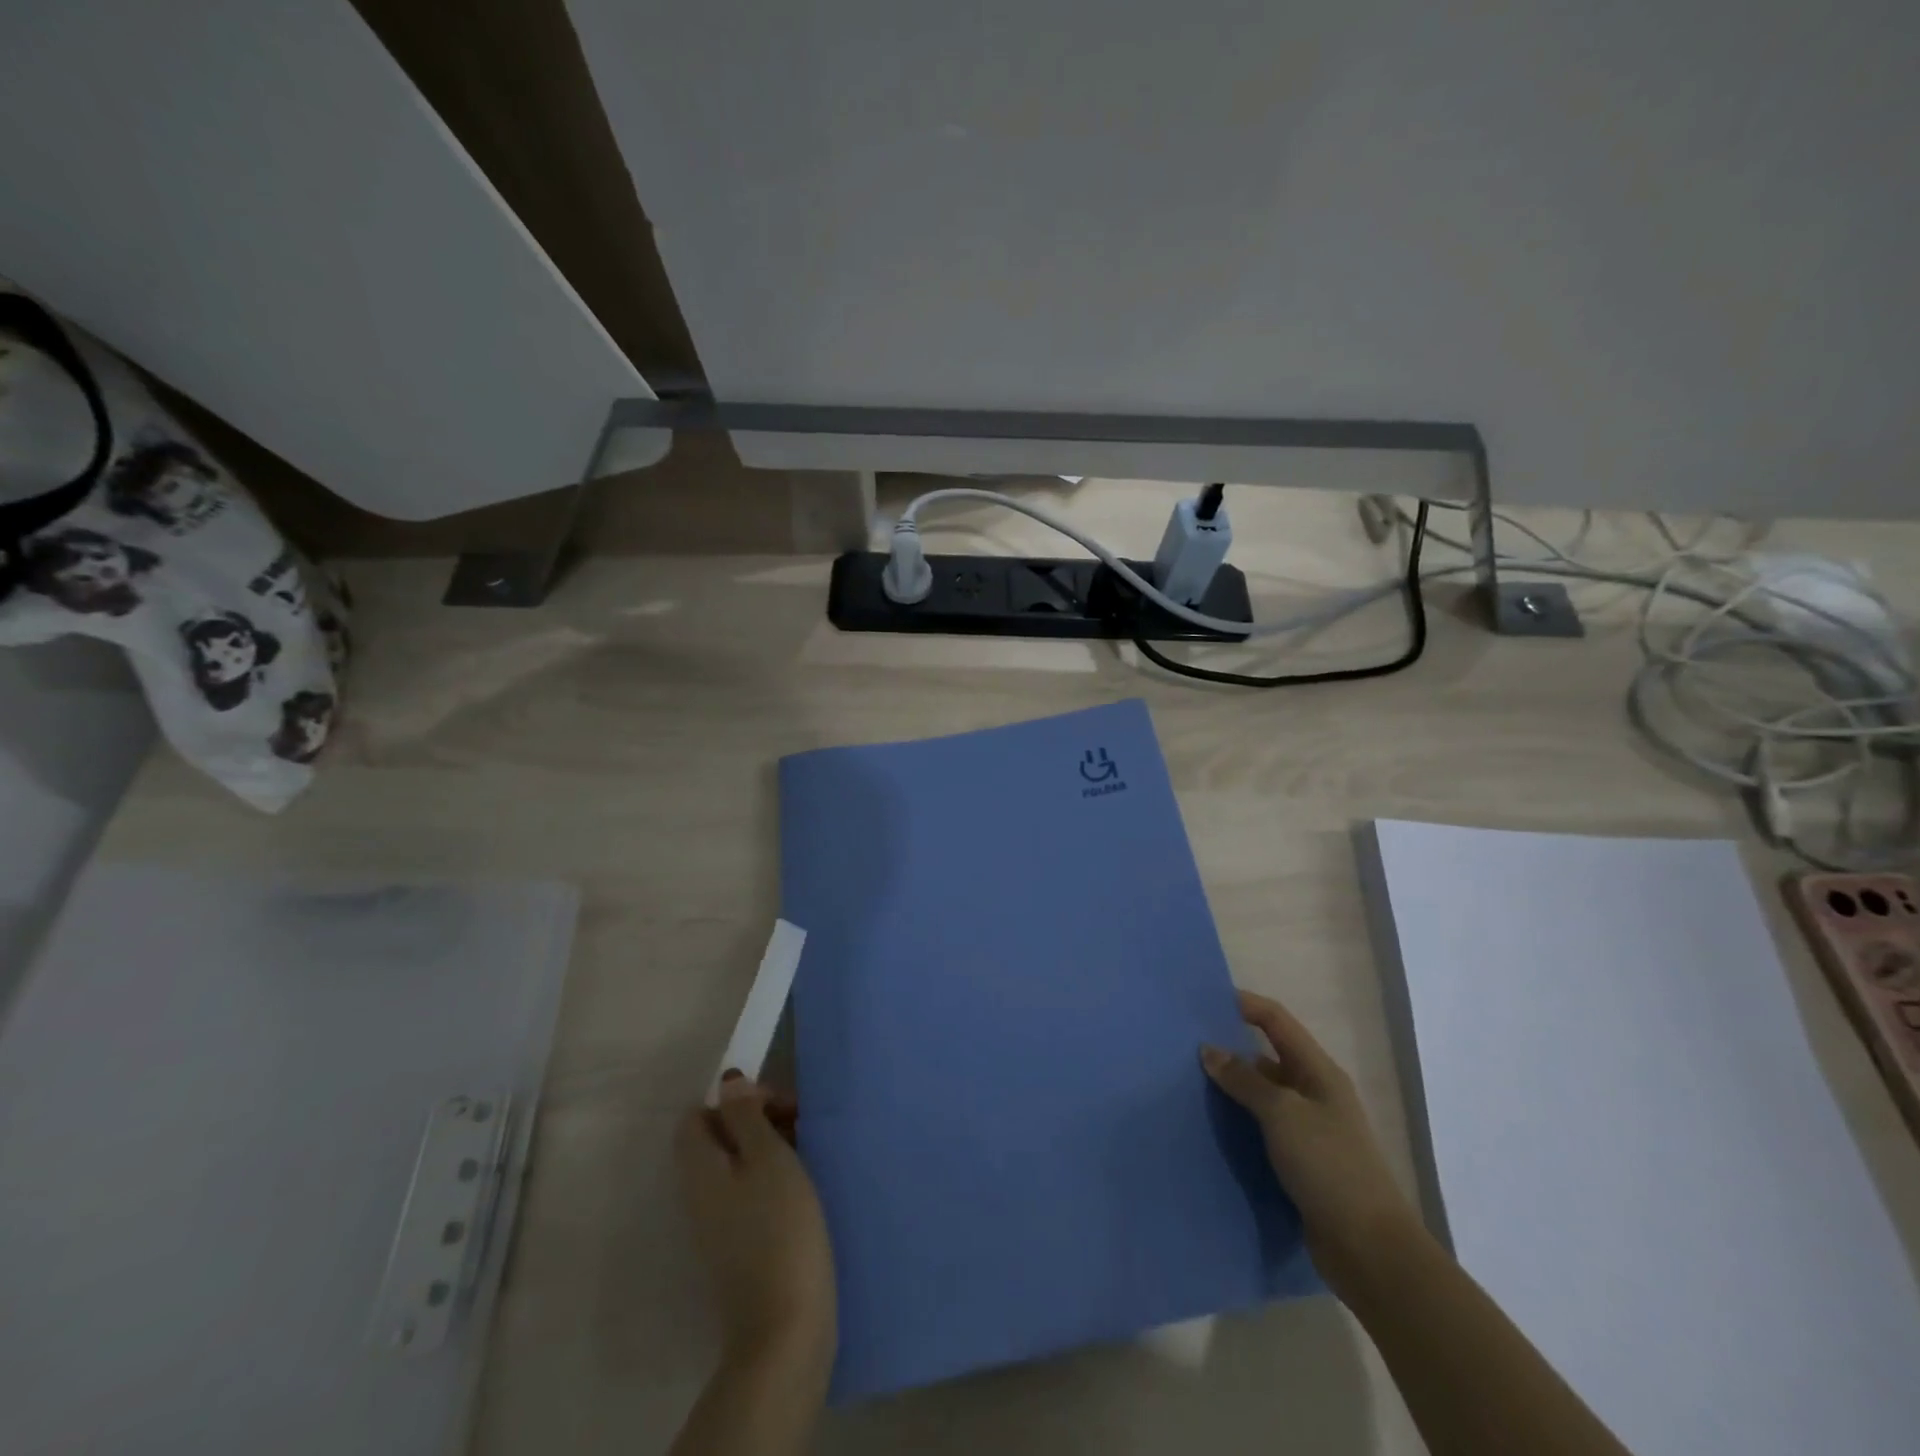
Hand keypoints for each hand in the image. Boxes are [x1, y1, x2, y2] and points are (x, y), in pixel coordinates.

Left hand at [676, 1072, 836, 1371]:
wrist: (785, 1325)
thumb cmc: (779, 1226)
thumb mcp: (768, 1157)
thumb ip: (746, 1116)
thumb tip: (727, 1083)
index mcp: (700, 1167)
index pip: (698, 1114)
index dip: (735, 1100)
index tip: (777, 1105)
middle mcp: (699, 1193)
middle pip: (719, 1137)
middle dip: (758, 1120)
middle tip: (799, 1123)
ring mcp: (717, 1224)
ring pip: (736, 1165)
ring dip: (770, 1148)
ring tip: (807, 1152)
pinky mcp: (738, 1246)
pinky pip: (748, 1193)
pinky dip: (772, 1179)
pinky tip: (802, 1187)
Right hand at [1202, 989, 1421, 1292]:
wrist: (1370, 1250)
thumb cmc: (1330, 1167)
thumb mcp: (1283, 1114)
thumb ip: (1244, 1080)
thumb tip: (1209, 1050)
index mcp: (1318, 1072)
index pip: (1277, 1021)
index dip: (1244, 1005)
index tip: (1203, 1001)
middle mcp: (1314, 1094)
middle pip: (1266, 1056)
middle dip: (1229, 1049)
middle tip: (1185, 1048)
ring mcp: (1308, 1130)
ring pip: (1261, 1096)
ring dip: (1230, 1091)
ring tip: (1187, 1086)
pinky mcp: (1299, 1164)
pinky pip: (1261, 1131)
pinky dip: (1237, 1125)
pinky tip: (1209, 1129)